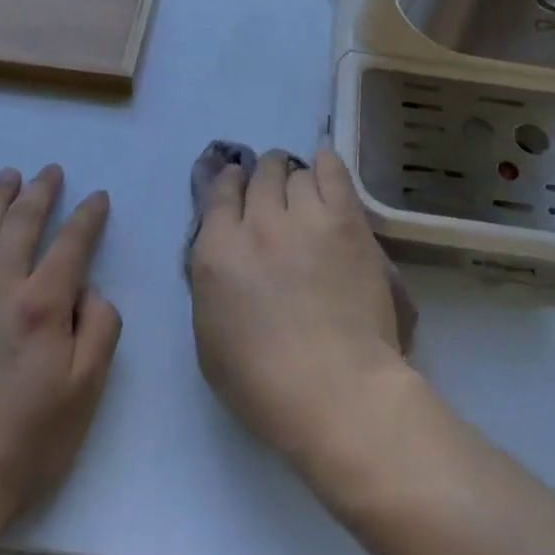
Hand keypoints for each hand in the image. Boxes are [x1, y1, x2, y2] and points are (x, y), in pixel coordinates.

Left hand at [0, 165, 121, 535]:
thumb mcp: (85, 391)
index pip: (72, 243)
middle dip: (40, 192)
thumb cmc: (23, 443)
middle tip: (50, 170)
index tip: (97, 197)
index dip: (88, 216)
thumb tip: (88, 290)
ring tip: (8, 175)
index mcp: (42, 304)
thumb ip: (99, 328)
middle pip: (22, 225)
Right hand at [187, 148, 412, 463]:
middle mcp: (257, 222)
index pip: (219, 192)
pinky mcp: (345, 219)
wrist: (337, 390)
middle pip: (260, 175)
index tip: (239, 190)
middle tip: (276, 195)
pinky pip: (333, 171)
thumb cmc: (264, 384)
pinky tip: (325, 164)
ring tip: (305, 194)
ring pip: (296, 172)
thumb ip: (213, 281)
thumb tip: (224, 251)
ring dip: (296, 180)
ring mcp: (304, 216)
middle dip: (265, 179)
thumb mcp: (209, 338)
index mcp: (217, 251)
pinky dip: (326, 164)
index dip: (230, 185)